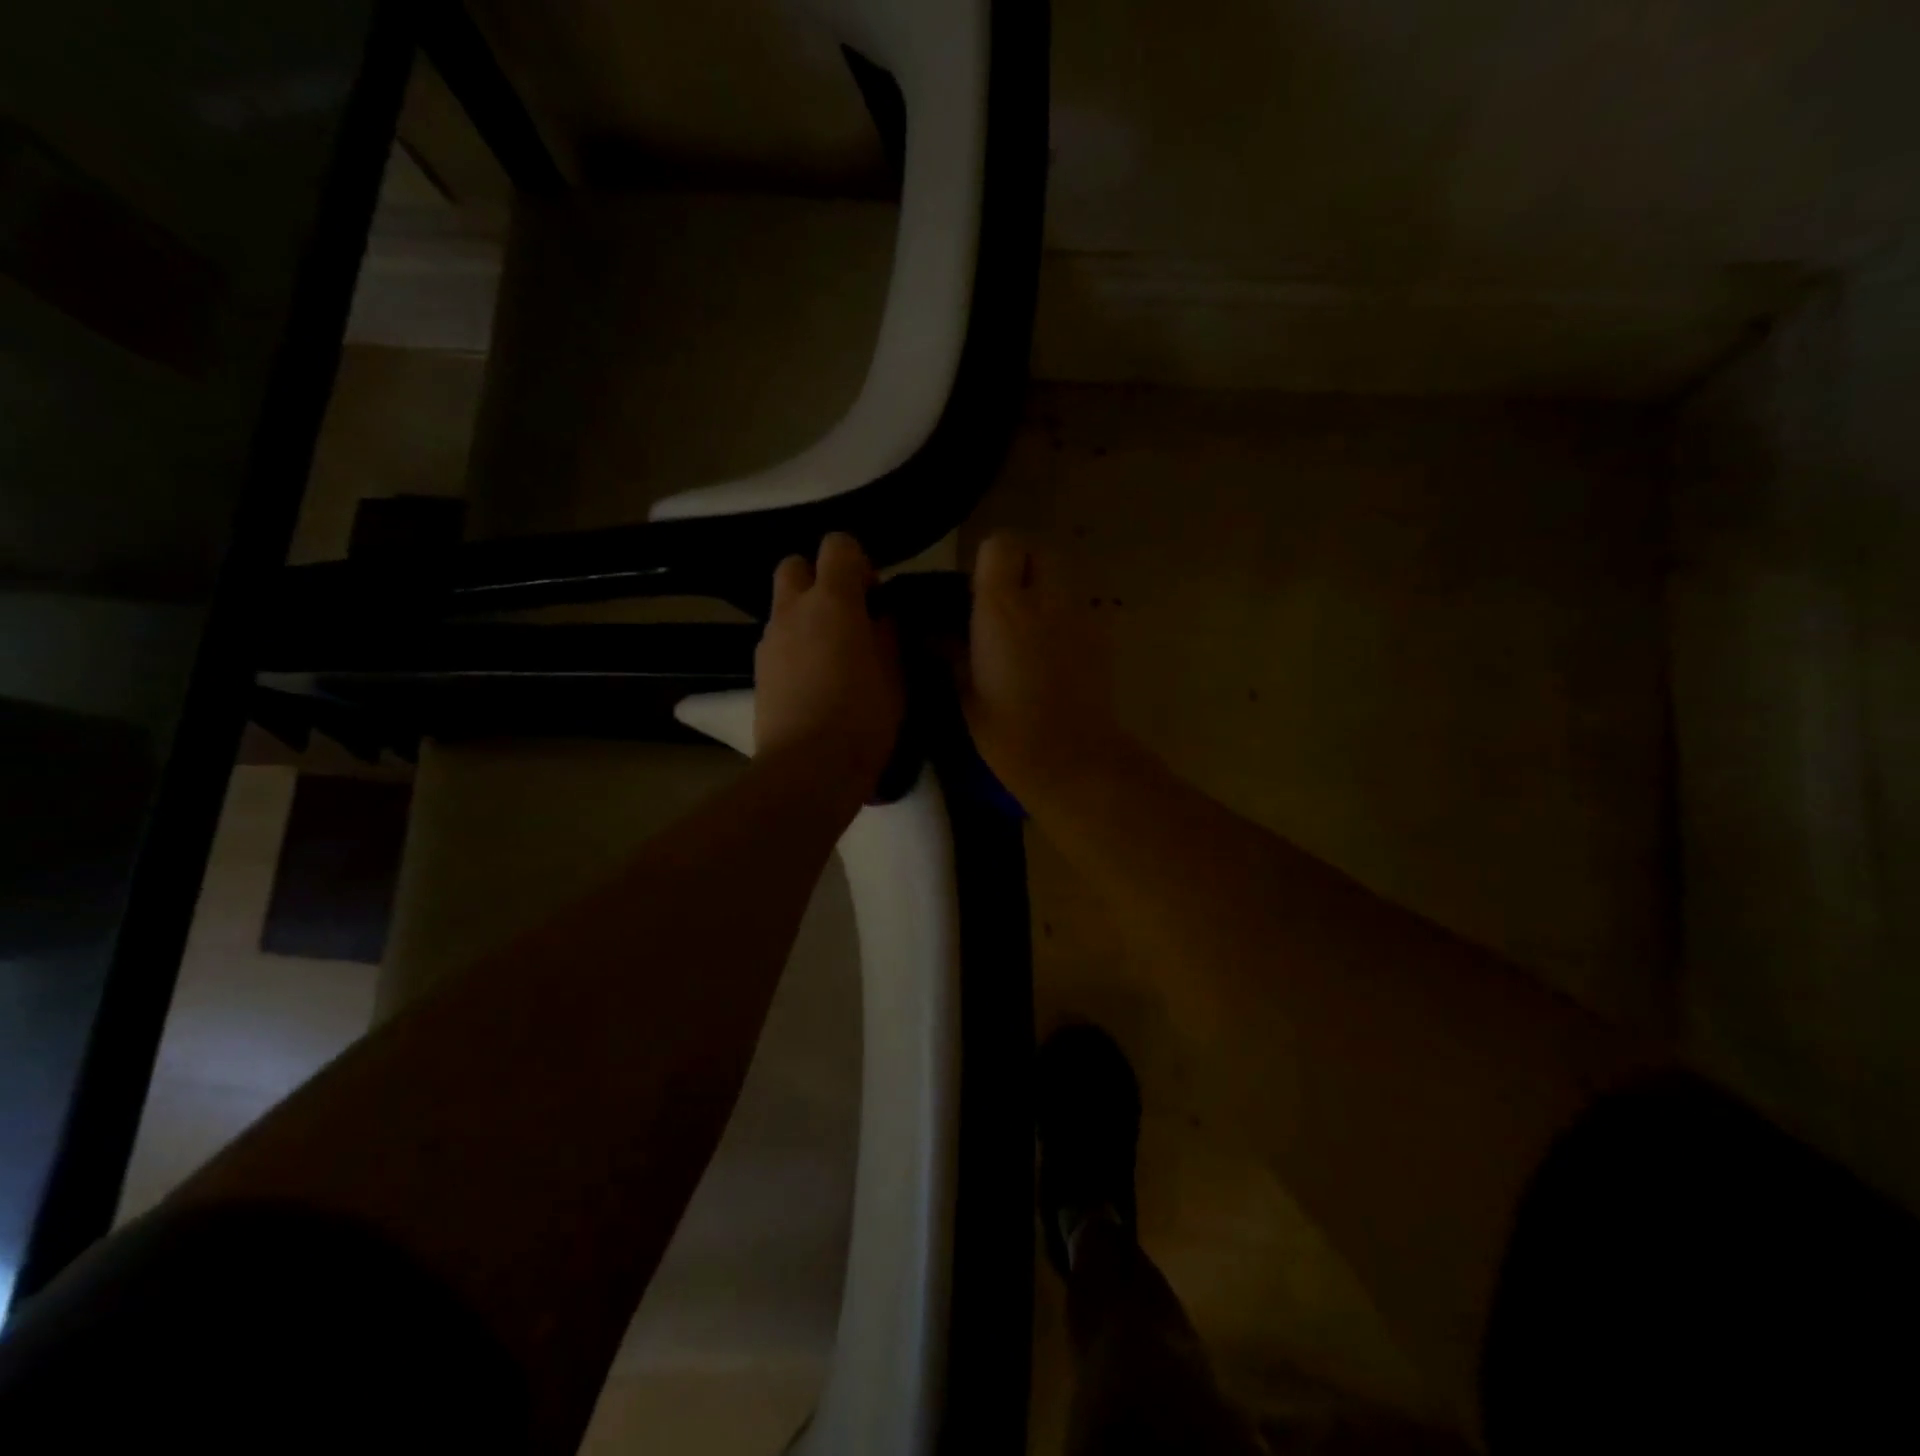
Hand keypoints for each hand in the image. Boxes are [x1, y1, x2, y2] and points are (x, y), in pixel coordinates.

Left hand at [754, 533, 903, 790]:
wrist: (809, 768)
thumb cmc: (864, 717)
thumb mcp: (895, 673)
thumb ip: (889, 633)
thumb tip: (883, 614)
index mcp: (833, 601)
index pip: (838, 545)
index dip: (859, 562)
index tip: (875, 597)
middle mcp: (793, 609)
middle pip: (796, 565)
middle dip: (821, 579)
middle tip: (849, 616)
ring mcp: (770, 640)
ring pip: (784, 605)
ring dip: (807, 615)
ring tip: (834, 654)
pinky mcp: (758, 671)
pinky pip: (778, 640)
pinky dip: (796, 645)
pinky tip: (815, 680)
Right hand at [964, 531, 1130, 806]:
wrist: (1072, 759)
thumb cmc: (1008, 732)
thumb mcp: (965, 692)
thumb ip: (949, 650)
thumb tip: (932, 631)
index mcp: (1004, 608)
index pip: (1001, 544)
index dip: (988, 560)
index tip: (975, 590)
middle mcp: (1046, 599)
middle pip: (1040, 548)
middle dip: (1021, 564)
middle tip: (1004, 601)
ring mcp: (1081, 614)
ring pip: (1064, 574)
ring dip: (1044, 587)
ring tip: (1028, 626)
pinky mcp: (1103, 634)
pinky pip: (1080, 605)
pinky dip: (1064, 614)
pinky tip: (1052, 649)